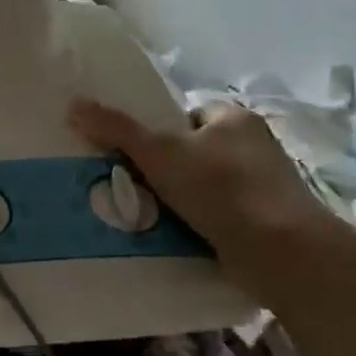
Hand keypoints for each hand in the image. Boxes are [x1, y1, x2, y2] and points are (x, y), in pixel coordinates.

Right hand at [68, 96, 336, 261]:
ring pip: (210, 186)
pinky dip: (206, 223)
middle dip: (171, 169)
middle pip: (198, 151)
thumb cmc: (220, 188)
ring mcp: (267, 185)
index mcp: (236, 117)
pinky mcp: (270, 221)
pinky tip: (184, 237)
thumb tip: (74, 103)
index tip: (140, 156)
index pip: (189, 115)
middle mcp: (256, 145)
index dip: (161, 132)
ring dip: (186, 200)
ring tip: (154, 215)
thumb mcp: (159, 153)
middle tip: (139, 187)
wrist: (282, 252)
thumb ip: (117, 129)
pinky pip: (225, 215)